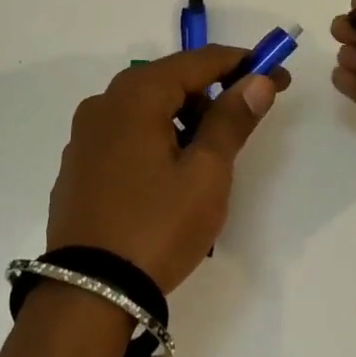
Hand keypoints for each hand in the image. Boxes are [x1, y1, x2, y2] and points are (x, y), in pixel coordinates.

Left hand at [47, 48, 287, 293]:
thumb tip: (258, 80)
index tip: (277, 75)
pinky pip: (125, 133)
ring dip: (183, 117)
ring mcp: (85, 134)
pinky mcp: (78, 164)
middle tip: (247, 117)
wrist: (88, 295)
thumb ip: (231, 120)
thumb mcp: (206, 173)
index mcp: (136, 95)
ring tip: (210, 154)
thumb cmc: (156, 226)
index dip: (242, 64)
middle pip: (169, 80)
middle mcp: (104, 102)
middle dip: (212, 92)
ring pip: (146, 108)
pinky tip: (170, 172)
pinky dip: (156, 136)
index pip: (197, 61)